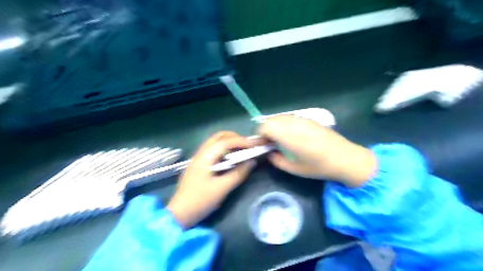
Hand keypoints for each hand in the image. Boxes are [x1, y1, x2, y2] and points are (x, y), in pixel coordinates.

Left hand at [167, 131, 255, 228]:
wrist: (179, 214)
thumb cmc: (200, 201)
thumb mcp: (222, 189)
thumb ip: (238, 174)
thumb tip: (252, 162)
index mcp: (204, 157)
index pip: (224, 142)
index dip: (240, 141)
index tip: (254, 145)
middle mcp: (200, 154)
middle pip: (218, 137)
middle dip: (234, 138)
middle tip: (247, 145)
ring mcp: (198, 159)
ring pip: (215, 143)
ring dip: (229, 143)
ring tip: (242, 150)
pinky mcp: (199, 165)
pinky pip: (213, 151)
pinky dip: (224, 150)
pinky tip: (230, 159)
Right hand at [256, 115, 376, 186]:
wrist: (345, 158)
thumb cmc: (319, 167)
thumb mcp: (294, 169)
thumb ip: (276, 160)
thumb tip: (269, 153)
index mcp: (288, 136)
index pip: (264, 126)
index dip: (259, 135)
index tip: (262, 145)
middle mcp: (293, 123)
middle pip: (270, 120)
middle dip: (265, 130)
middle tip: (270, 143)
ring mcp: (302, 119)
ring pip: (280, 117)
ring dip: (275, 126)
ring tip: (280, 139)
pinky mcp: (309, 119)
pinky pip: (290, 118)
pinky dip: (284, 124)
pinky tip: (292, 135)